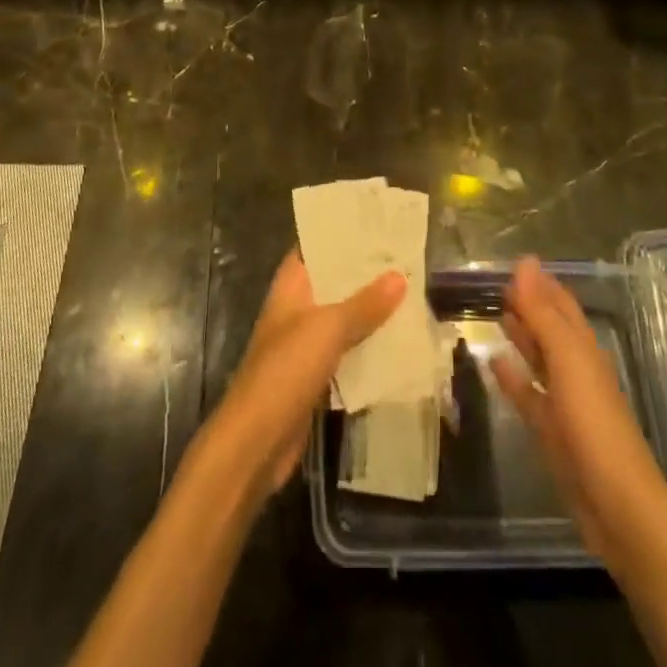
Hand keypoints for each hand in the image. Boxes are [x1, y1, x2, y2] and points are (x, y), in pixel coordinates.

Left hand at [202, 251, 404, 498]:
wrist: (255, 443)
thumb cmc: (285, 371)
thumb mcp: (328, 329)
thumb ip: (364, 303)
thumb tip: (399, 275)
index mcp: (292, 287)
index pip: (315, 247)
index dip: (342, 234)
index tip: (378, 223)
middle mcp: (297, 310)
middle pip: (334, 283)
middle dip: (366, 273)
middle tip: (407, 257)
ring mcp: (304, 345)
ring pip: (343, 318)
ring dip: (371, 311)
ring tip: (412, 293)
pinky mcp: (315, 377)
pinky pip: (347, 352)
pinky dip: (369, 347)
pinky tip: (400, 342)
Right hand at [490, 257, 666, 570]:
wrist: (617, 508)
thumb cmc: (595, 425)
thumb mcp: (568, 361)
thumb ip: (543, 313)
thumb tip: (524, 262)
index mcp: (584, 349)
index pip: (561, 305)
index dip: (541, 283)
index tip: (515, 262)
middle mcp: (576, 370)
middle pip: (551, 329)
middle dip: (530, 305)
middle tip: (499, 285)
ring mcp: (564, 403)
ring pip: (539, 360)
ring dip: (522, 337)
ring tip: (498, 315)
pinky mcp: (552, 433)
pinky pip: (528, 395)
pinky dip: (513, 377)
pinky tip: (493, 363)